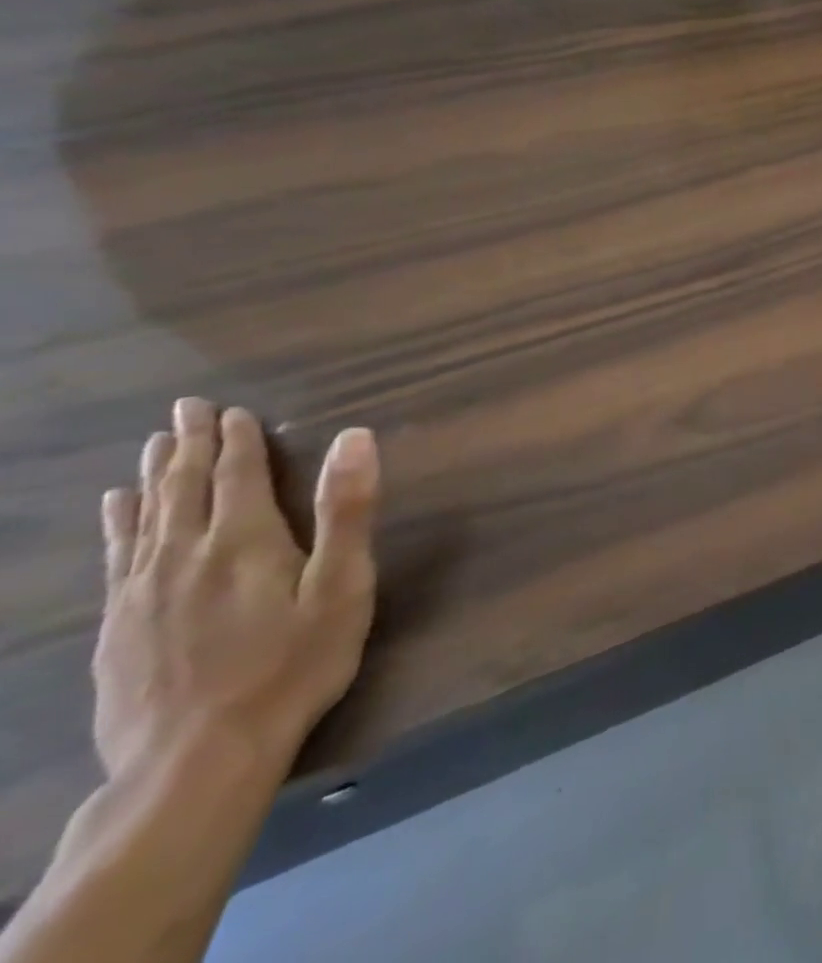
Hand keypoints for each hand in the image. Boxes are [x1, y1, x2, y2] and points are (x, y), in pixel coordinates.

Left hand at [92, 399, 380, 782]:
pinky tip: (117, 510)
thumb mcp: (342, 586)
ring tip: (152, 445)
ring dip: (152, 475)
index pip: (238, 474)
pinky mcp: (118, 626)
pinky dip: (119, 522)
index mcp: (244, 541)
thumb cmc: (292, 664)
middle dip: (188, 444)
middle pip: (184, 487)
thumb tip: (355, 438)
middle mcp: (185, 554)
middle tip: (185, 409)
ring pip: (146, 516)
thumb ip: (346, 510)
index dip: (237, 440)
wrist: (195, 761)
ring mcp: (142, 592)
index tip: (232, 411)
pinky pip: (117, 556)